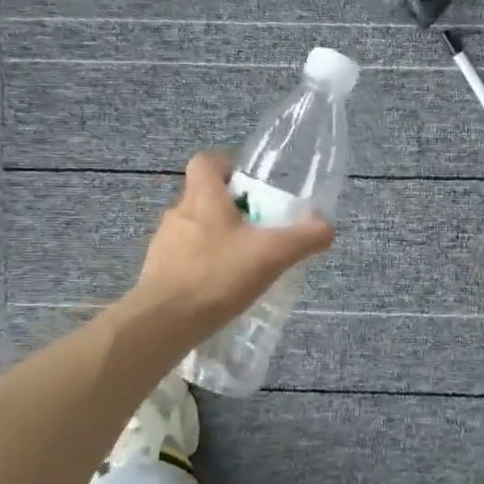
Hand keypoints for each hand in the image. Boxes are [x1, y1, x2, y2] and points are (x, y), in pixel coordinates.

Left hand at [132, 152, 335, 341]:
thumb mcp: (271, 255)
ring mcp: (163, 244)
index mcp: (203, 198)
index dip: (227, 166)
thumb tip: (326, 227)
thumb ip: (303, 238)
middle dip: (229, 209)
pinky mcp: (157, 272)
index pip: (206, 162)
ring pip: (193, 229)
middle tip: (257, 229)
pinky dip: (202, 265)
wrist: (164, 322)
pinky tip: (220, 289)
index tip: (249, 185)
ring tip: (241, 263)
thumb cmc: (217, 276)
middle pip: (203, 197)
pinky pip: (184, 258)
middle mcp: (178, 213)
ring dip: (216, 239)